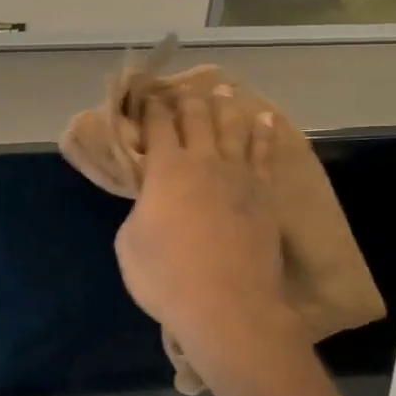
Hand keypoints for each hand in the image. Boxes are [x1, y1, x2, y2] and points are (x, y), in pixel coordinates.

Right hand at [114, 86, 297, 376]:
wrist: (227, 305)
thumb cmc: (167, 277)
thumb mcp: (129, 243)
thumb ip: (140, 211)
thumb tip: (151, 202)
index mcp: (165, 170)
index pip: (157, 128)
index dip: (150, 110)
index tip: (147, 98)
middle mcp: (203, 162)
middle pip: (196, 119)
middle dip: (187, 101)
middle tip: (184, 89)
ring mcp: (239, 176)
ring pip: (232, 129)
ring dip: (226, 108)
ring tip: (225, 90)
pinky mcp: (264, 194)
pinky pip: (264, 154)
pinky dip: (264, 133)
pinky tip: (266, 120)